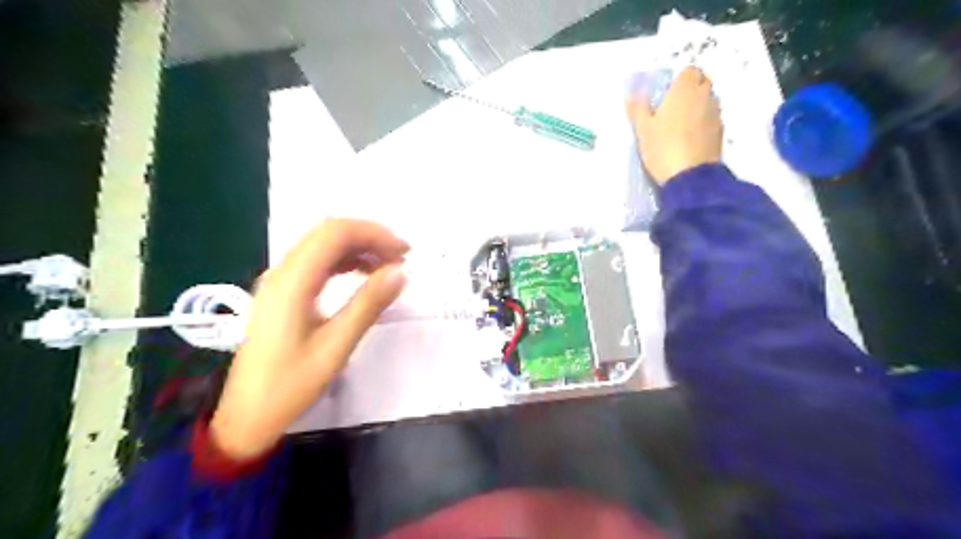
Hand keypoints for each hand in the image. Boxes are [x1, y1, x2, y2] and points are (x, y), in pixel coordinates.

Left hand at [210, 216, 408, 457]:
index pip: (335, 233)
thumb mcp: (336, 346)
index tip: (405, 253)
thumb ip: (368, 304)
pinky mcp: (283, 292)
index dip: (374, 233)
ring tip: (388, 266)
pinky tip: (363, 275)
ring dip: (358, 248)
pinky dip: (344, 261)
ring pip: (323, 245)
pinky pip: (317, 262)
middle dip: (369, 237)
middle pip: (328, 233)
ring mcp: (280, 281)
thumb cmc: (290, 385)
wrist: (246, 416)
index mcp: (293, 281)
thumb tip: (401, 272)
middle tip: (401, 258)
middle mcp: (283, 272)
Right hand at [633, 65, 719, 183]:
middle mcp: (704, 96)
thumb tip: (633, 95)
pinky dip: (703, 123)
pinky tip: (689, 139)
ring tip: (680, 126)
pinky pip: (711, 119)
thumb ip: (638, 109)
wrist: (689, 177)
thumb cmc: (663, 148)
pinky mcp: (720, 132)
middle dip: (689, 91)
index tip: (665, 94)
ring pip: (708, 101)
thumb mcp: (642, 130)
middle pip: (701, 83)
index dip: (677, 80)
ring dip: (697, 107)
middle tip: (671, 108)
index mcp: (684, 90)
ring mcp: (715, 114)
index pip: (688, 71)